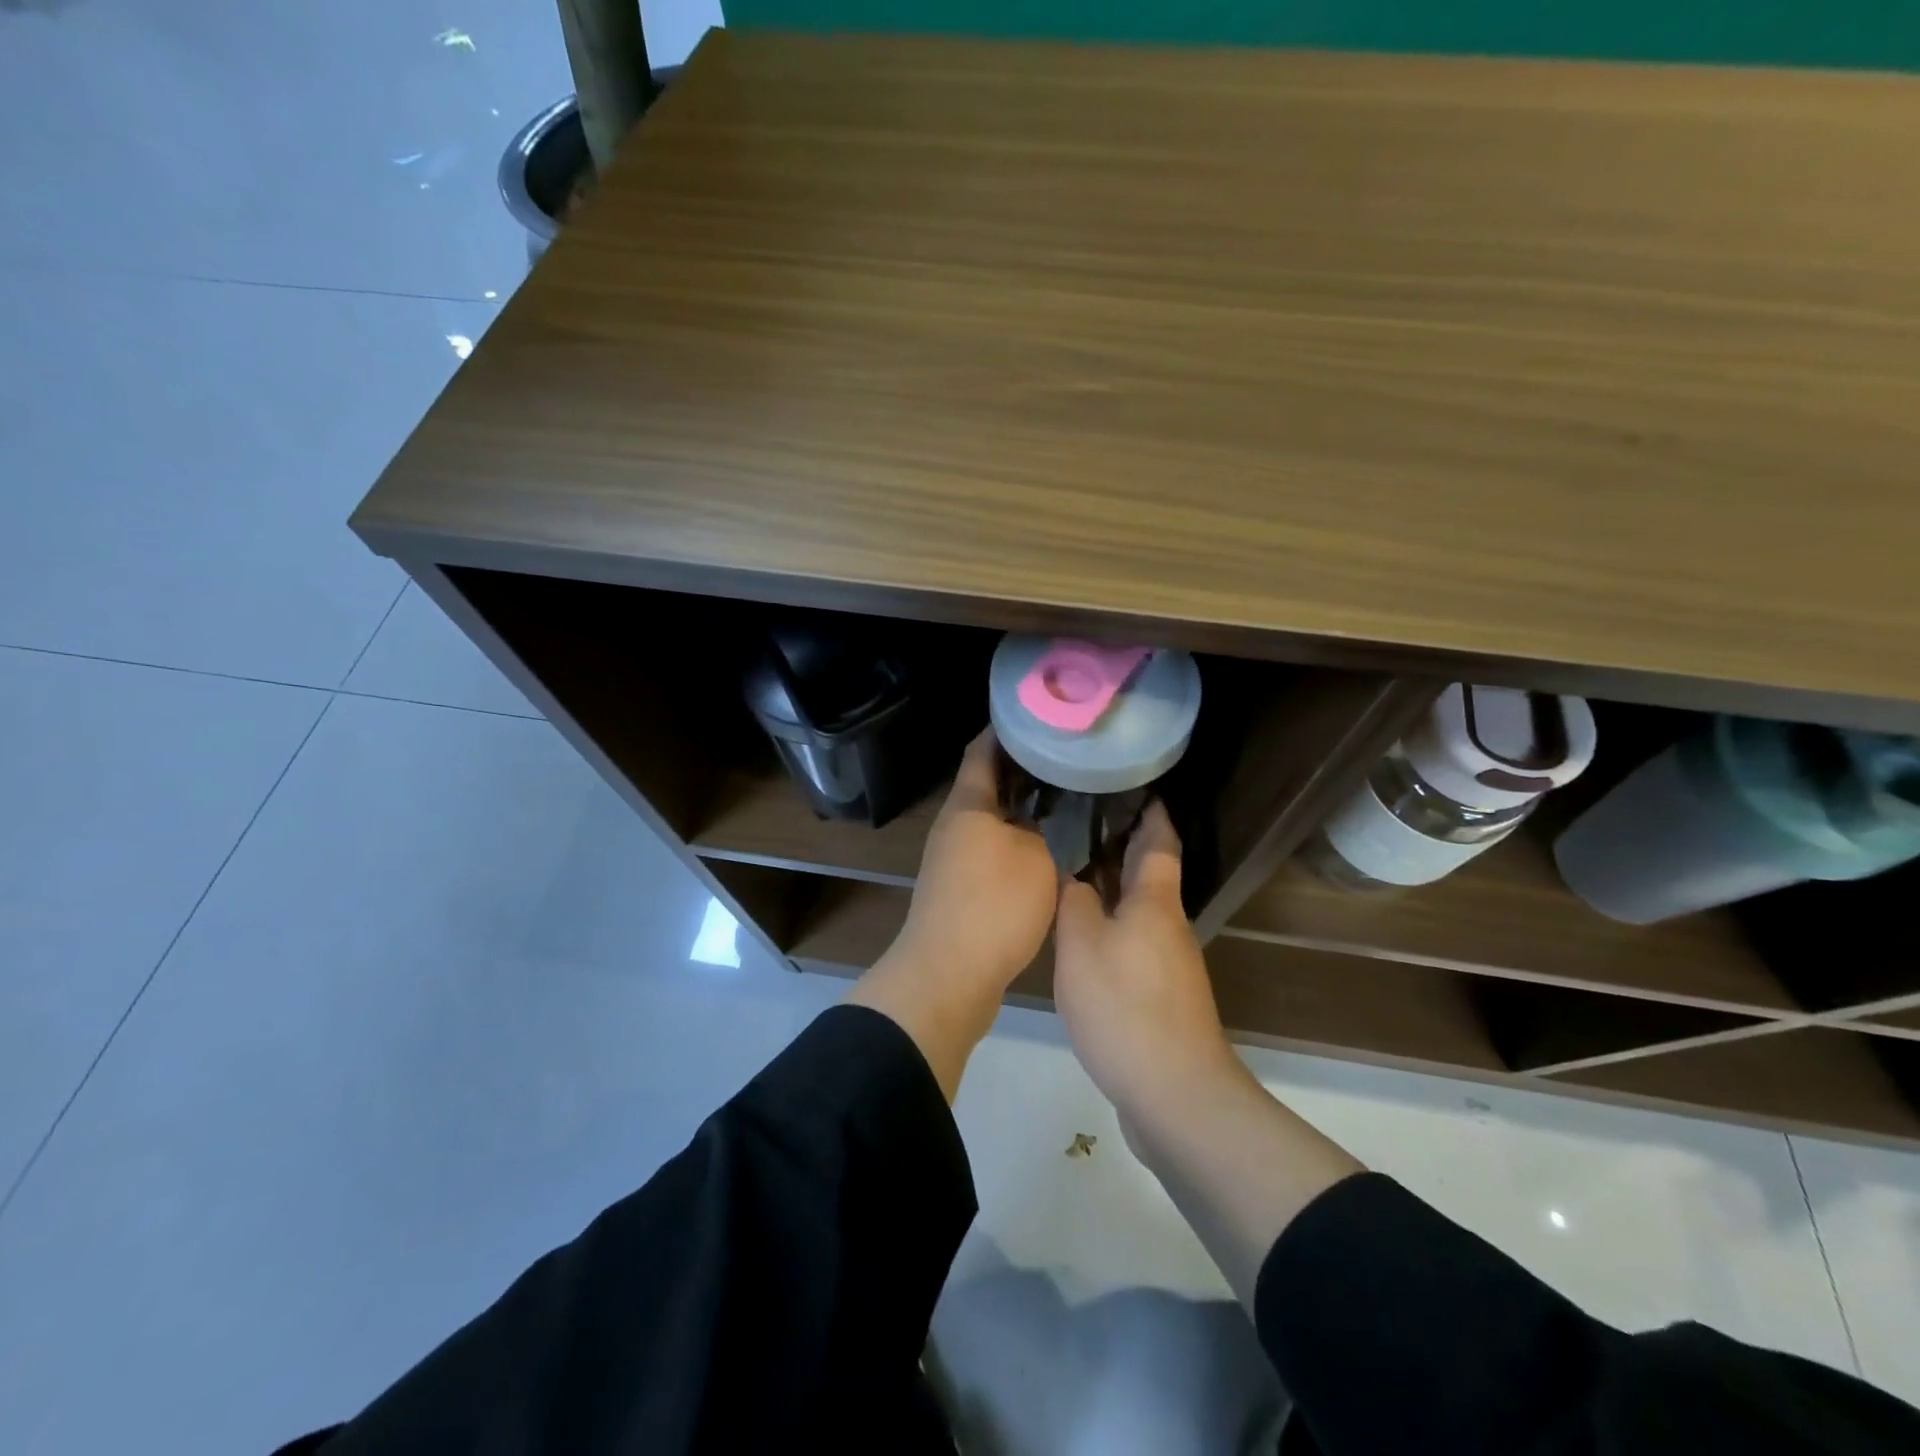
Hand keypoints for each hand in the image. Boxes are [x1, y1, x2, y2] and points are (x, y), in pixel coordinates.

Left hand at [846, 728, 1056, 1099]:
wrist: (948, 975)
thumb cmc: (994, 906)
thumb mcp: (1036, 857)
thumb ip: (1041, 828)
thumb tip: (1040, 816)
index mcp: (968, 805)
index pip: (983, 750)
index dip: (1006, 729)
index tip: (1038, 715)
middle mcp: (954, 823)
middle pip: (986, 782)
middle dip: (1021, 767)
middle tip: (1063, 755)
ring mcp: (953, 856)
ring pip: (990, 817)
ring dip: (1020, 805)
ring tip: (1061, 795)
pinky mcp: (959, 886)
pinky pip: (990, 847)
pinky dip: (1015, 837)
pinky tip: (1045, 844)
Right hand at [1053, 803, 1239, 1115]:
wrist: (1174, 1094)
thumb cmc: (1125, 1007)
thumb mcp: (1082, 945)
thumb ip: (1075, 902)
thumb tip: (1076, 880)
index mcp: (1154, 902)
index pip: (1159, 841)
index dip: (1151, 811)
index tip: (1137, 786)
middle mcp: (1168, 925)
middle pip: (1149, 874)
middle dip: (1123, 846)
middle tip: (1082, 820)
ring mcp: (1169, 964)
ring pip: (1139, 910)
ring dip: (1114, 887)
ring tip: (1074, 870)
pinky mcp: (1161, 997)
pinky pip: (1133, 942)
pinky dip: (1112, 925)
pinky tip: (1083, 936)